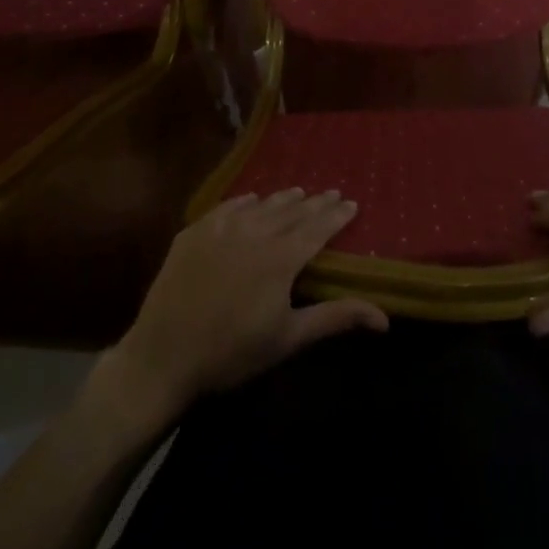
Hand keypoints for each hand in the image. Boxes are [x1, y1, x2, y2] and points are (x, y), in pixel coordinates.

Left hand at [92, 190, 388, 427]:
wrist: (164, 356)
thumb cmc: (232, 353)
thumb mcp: (288, 339)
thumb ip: (334, 318)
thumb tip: (384, 318)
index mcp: (280, 258)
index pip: (316, 228)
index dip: (335, 216)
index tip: (351, 203)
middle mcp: (254, 233)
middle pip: (291, 211)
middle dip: (314, 202)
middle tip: (331, 192)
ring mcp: (220, 229)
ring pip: (259, 205)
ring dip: (281, 199)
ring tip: (297, 192)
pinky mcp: (193, 234)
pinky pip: (225, 208)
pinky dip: (244, 202)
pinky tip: (250, 199)